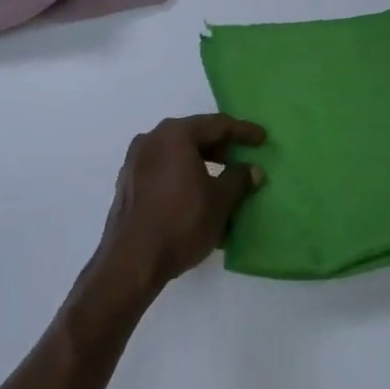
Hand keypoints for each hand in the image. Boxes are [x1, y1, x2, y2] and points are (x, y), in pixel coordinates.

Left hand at [88, 115, 265, 302]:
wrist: (130, 263)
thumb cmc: (181, 223)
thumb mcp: (220, 201)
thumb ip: (239, 179)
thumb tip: (252, 170)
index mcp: (175, 134)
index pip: (217, 125)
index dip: (243, 131)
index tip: (261, 138)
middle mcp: (152, 139)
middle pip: (193, 135)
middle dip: (219, 146)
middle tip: (240, 158)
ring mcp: (135, 161)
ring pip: (176, 152)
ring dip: (199, 162)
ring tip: (220, 179)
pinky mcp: (127, 183)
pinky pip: (162, 169)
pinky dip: (181, 174)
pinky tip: (194, 195)